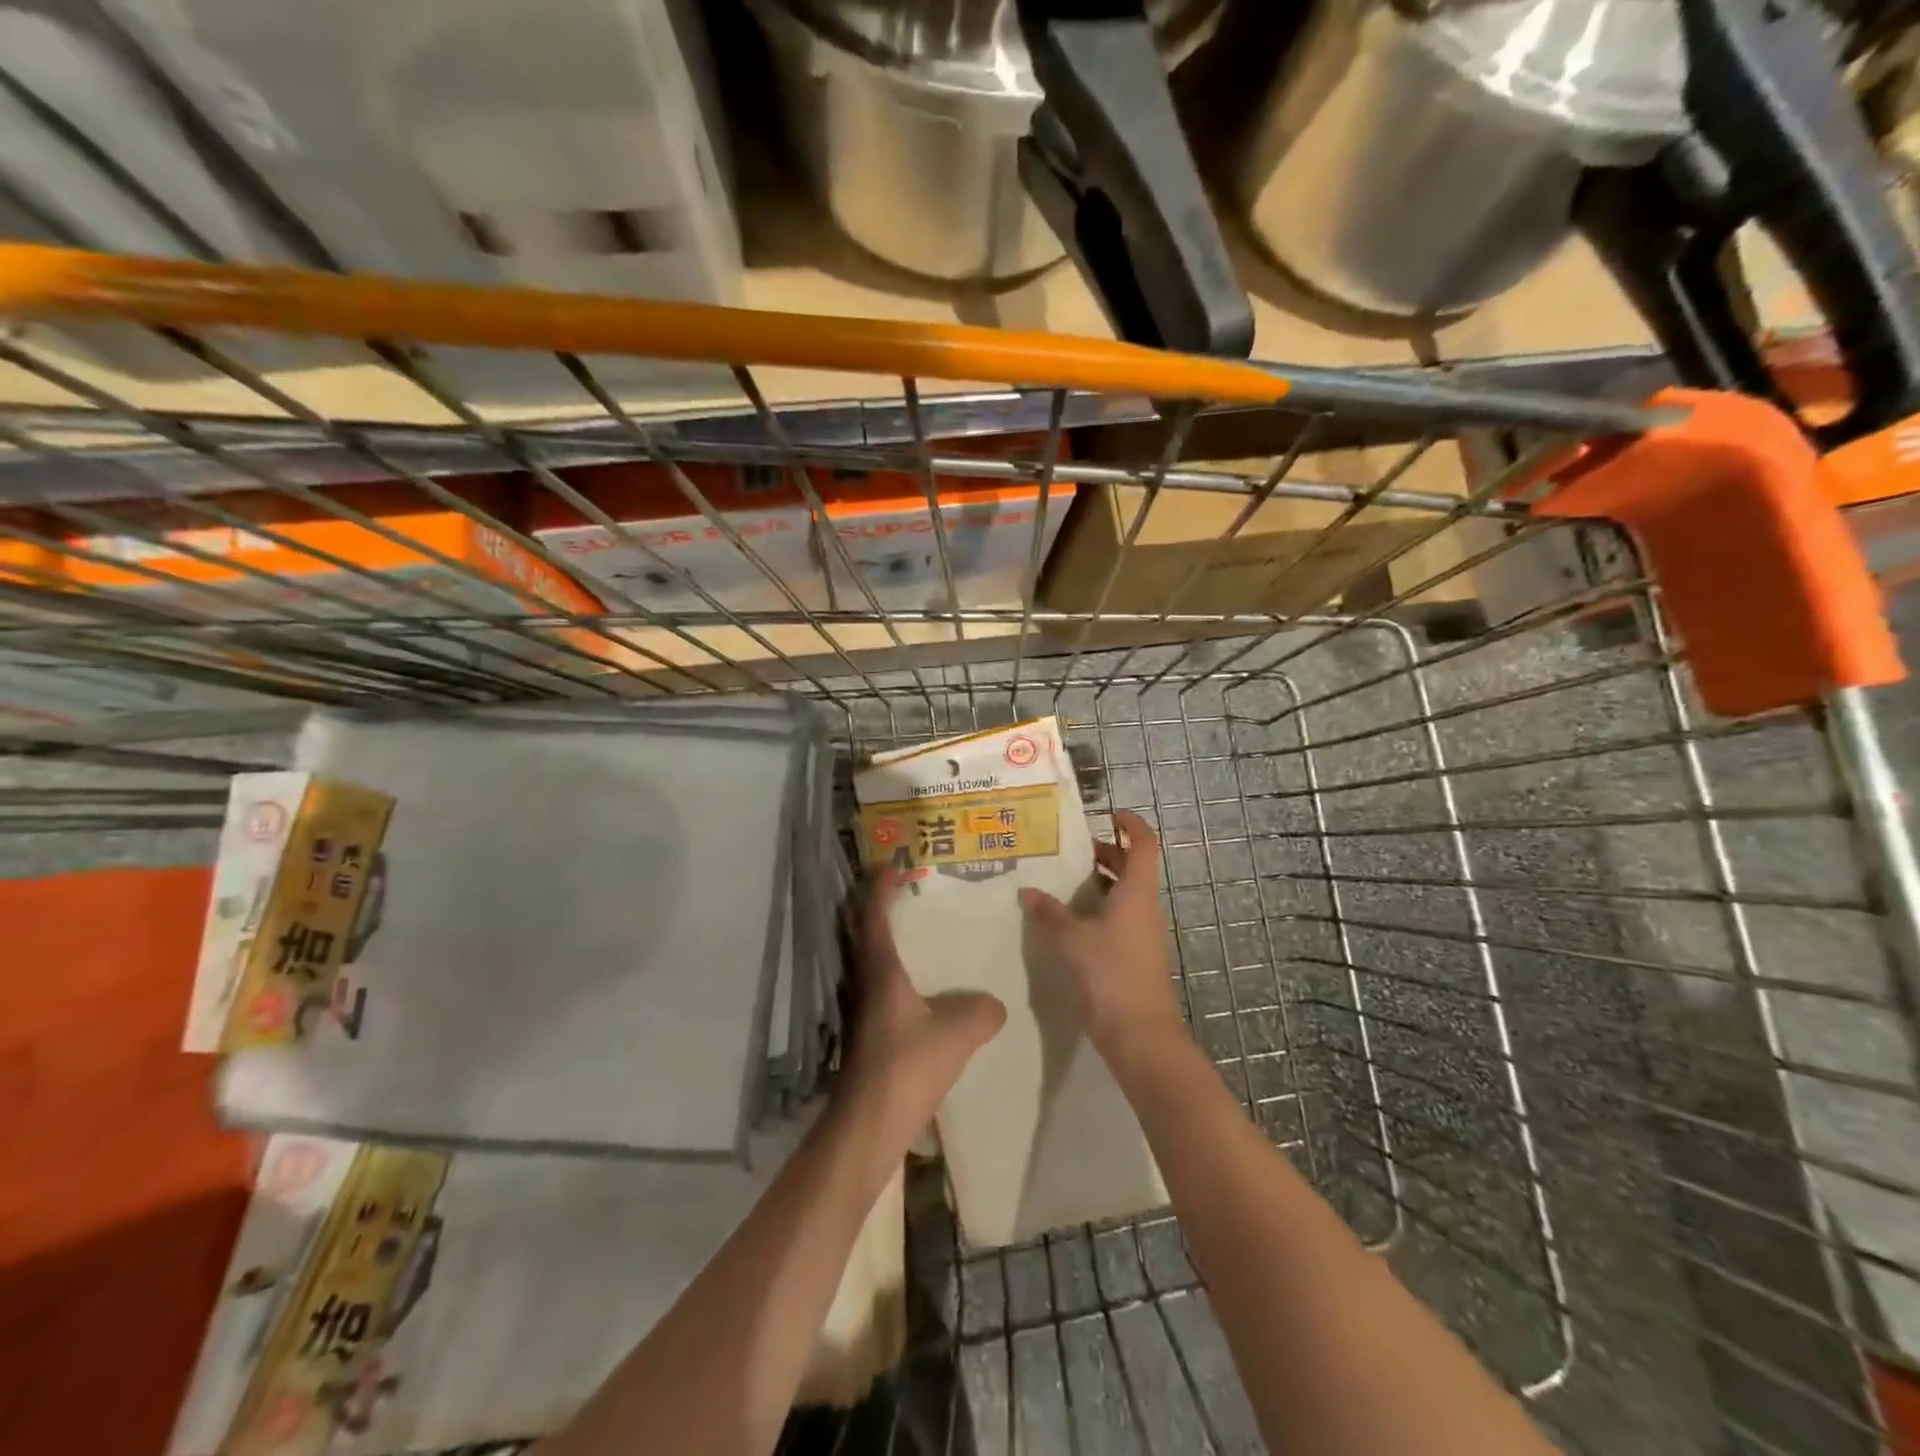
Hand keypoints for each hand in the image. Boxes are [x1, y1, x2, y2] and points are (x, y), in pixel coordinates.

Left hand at [839, 869, 1005, 1144]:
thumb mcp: (955, 1035)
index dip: (881, 887)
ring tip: (923, 931)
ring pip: (874, 961)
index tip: (893, 863)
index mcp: (881, 970)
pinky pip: (884, 987)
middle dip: (881, 908)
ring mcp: (864, 1009)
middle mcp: (866, 982)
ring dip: (890, 941)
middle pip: (866, 933)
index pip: (874, 916)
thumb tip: (995, 1004)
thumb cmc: (906, 1067)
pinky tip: (925, 987)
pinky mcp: (870, 1033)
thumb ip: (980, 1012)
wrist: (868, 1126)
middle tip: (910, 890)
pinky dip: (899, 973)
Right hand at [1019, 810, 1185, 1063]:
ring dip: (1097, 883)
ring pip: (1122, 895)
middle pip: (1131, 868)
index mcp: (1136, 892)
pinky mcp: (1134, 956)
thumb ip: (1048, 912)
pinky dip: (1095, 909)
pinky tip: (1066, 920)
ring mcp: (1141, 933)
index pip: (1144, 844)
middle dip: (1104, 853)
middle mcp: (1143, 907)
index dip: (1131, 824)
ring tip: (1059, 881)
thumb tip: (1028, 890)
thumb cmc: (1109, 975)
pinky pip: (1117, 918)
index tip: (1109, 813)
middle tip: (1068, 849)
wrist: (1140, 1035)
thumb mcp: (1070, 939)